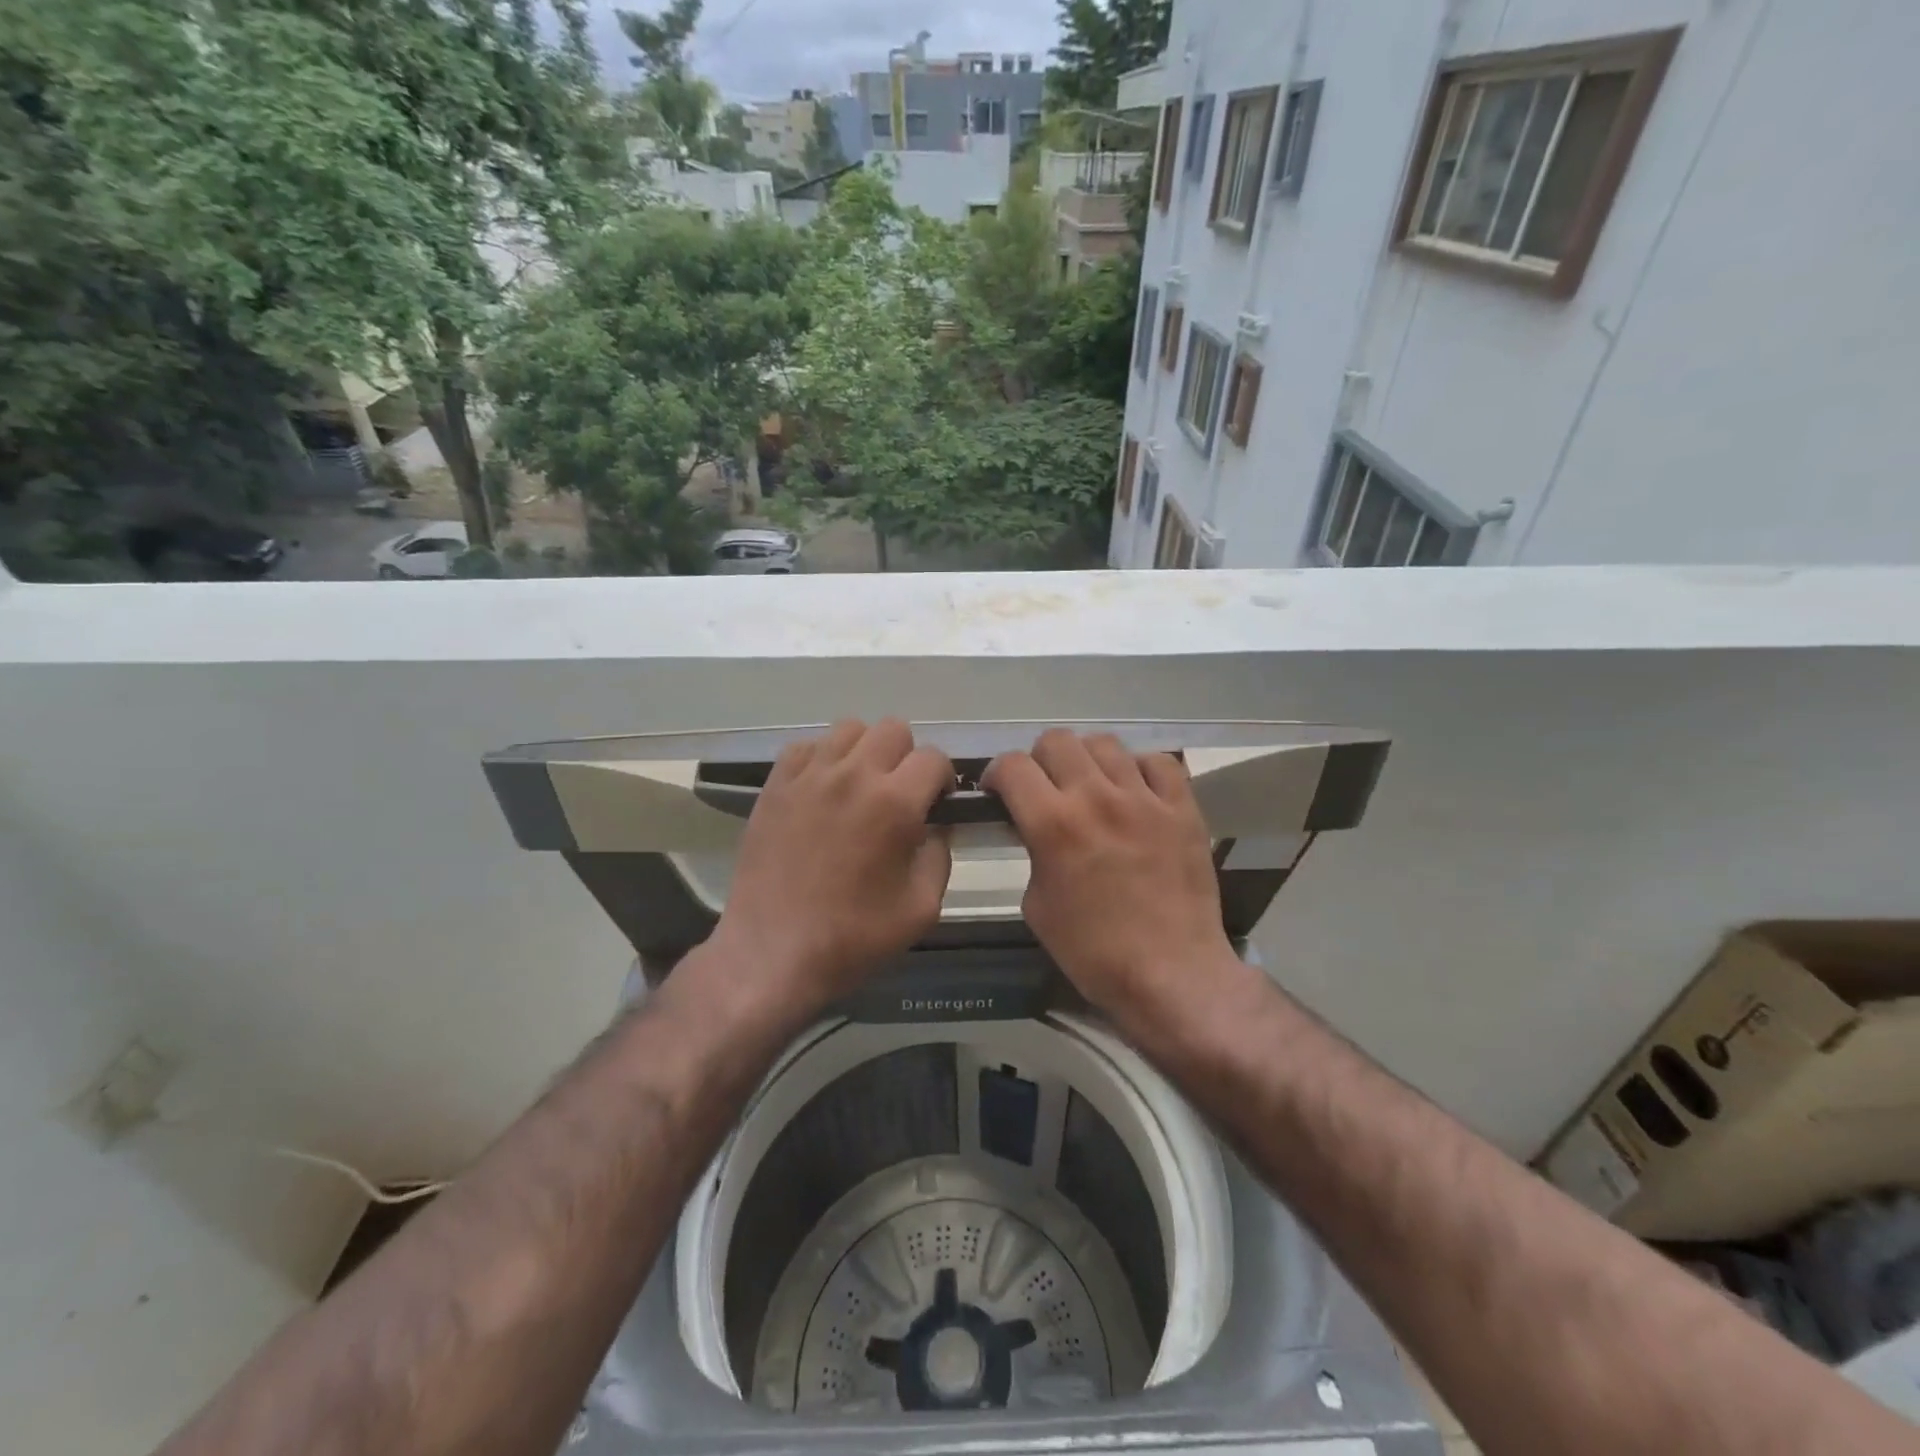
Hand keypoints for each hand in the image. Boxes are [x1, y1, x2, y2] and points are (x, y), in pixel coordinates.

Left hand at [712, 718, 953, 1015]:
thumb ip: (940, 855)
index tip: (937, 805)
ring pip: (850, 729)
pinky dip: (823, 758)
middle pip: (894, 729)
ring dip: (865, 751)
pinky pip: (807, 746)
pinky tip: (823, 791)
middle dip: (907, 758)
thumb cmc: (853, 938)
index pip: (934, 758)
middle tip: (900, 796)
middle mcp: (853, 775)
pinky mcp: (776, 784)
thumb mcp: (922, 908)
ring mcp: (809, 775)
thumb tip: (935, 826)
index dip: (944, 780)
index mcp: (894, 803)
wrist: (772, 953)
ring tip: (860, 788)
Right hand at [984, 730, 1235, 1021]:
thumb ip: (1033, 853)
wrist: (1171, 973)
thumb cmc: (1094, 952)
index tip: (999, 792)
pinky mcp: (1183, 807)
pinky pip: (1158, 761)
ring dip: (1086, 760)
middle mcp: (1097, 798)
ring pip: (1105, 743)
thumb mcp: (1037, 906)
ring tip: (1090, 787)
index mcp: (1054, 824)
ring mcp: (1145, 798)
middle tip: (1044, 789)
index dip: (997, 774)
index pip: (1012, 766)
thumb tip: (1037, 831)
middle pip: (1056, 740)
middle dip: (1039, 761)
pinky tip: (1135, 792)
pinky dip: (1139, 769)